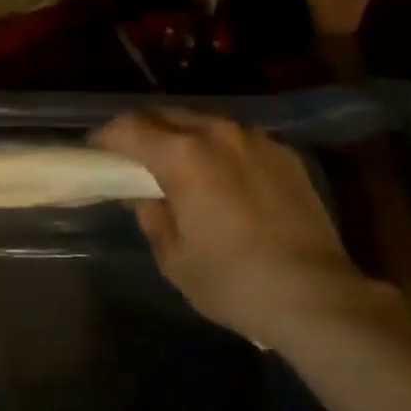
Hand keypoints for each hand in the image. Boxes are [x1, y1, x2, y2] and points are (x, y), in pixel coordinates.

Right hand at [92, 109, 377, 350]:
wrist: (315, 295)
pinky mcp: (285, 154)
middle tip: (131, 158)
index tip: (95, 152)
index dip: (106, 137)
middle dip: (142, 131)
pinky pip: (239, 140)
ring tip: (178, 166)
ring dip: (183, 137)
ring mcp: (256, 139)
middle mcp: (218, 132)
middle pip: (167, 115)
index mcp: (183, 155)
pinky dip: (219, 150)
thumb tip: (146, 196)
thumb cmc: (232, 281)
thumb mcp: (174, 259)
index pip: (130, 127)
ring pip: (205, 123)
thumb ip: (152, 217)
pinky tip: (223, 179)